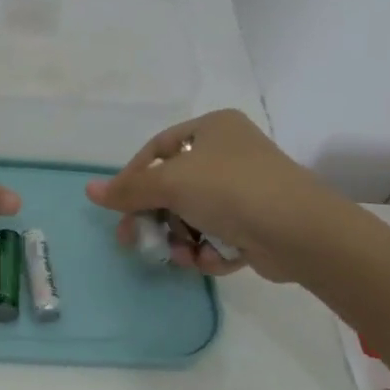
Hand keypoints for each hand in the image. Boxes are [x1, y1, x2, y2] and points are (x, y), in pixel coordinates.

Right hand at [84, 109, 359, 280]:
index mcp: (212, 128)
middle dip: (156, 217)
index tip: (119, 206)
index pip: (158, 150)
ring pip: (194, 216)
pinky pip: (218, 235)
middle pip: (174, 187)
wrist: (300, 231)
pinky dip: (209, 250)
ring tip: (182, 256)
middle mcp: (230, 154)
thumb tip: (89, 190)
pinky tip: (210, 261)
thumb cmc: (230, 189)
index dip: (134, 177)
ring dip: (181, 239)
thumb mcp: (171, 183)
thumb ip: (129, 189)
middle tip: (134, 240)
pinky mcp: (257, 224)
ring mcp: (246, 190)